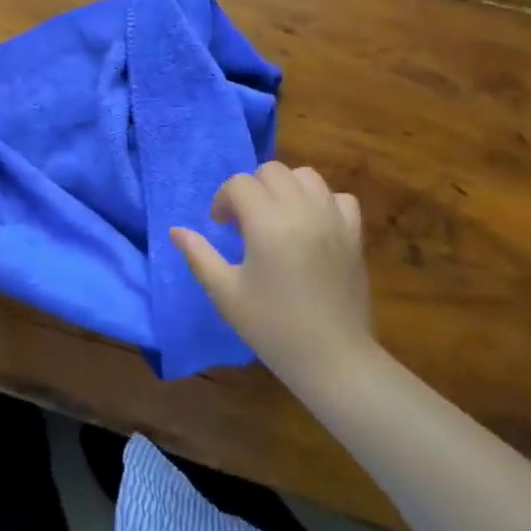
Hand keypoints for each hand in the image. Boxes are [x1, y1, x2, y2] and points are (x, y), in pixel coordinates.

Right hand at [171, 161, 374, 390]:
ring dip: (285, 188)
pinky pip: (338, 197)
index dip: (223, 200)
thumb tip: (176, 230)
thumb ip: (199, 255)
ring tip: (277, 217)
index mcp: (268, 222)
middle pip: (272, 171)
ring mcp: (333, 219)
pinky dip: (322, 201)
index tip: (220, 226)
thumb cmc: (272, 327)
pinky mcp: (354, 234)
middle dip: (252, 188)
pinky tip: (311, 225)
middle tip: (245, 223)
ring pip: (305, 176)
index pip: (239, 184)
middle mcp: (302, 210)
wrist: (333, 359)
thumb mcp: (225, 293)